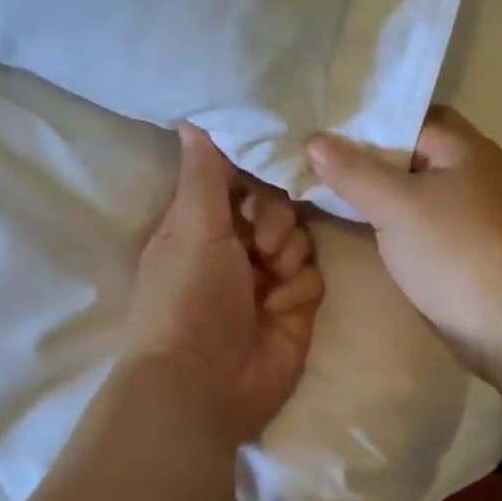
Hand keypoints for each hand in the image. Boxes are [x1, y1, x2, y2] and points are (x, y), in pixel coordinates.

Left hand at [122, 123, 324, 441]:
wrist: (204, 382)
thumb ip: (204, 172)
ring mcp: (267, 281)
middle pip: (278, 206)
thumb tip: (190, 118)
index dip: (256, 172)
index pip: (239, 180)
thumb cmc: (188, 297)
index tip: (270, 164)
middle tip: (259, 240)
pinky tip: (277, 309)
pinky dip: (297, 289)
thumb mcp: (193, 226)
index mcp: (202, 225)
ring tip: (268, 277)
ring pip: (301, 239)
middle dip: (275, 218)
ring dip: (287, 253)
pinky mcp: (295, 309)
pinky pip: (313, 276)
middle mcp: (236, 249)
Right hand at [306, 108, 501, 373]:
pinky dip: (392, 222)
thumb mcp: (397, 206)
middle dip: (364, 159)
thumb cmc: (457, 253)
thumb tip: (314, 139)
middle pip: (409, 154)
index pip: (407, 116)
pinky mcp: (466, 248)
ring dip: (376, 194)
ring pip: (414, 192)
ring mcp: (471, 213)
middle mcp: (472, 172)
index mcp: (464, 147)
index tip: (319, 128)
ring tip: (323, 191)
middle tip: (312, 162)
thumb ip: (354, 172)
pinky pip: (421, 223)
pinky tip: (361, 228)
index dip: (363, 120)